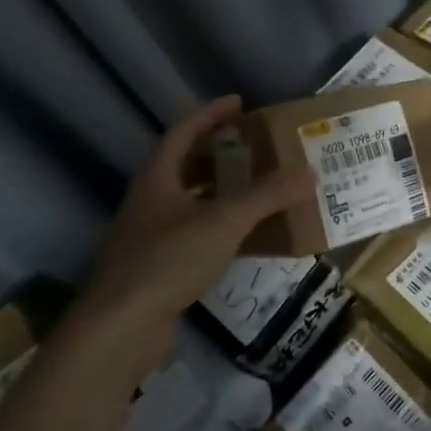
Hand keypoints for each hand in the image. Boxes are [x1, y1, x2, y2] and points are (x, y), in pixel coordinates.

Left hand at [71, 96, 310, 373]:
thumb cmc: (168, 260)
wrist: (121, 327)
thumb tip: (310, 172)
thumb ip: (267, 196)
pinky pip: (191, 236)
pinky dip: (217, 230)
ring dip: (219, 193)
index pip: (182, 131)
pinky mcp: (155, 268)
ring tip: (255, 190)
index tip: (239, 103)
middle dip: (217, 154)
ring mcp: (147, 236)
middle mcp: (147, 201)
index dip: (210, 114)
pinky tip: (242, 241)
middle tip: (253, 148)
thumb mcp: (223, 222)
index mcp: (156, 178)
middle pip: (183, 166)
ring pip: (188, 203)